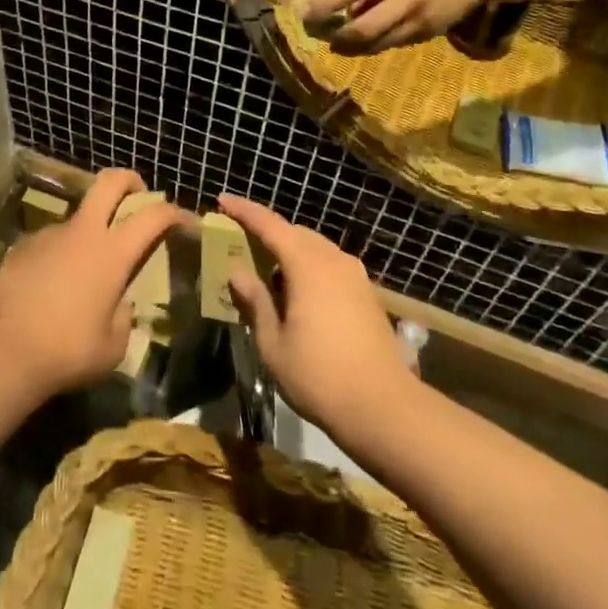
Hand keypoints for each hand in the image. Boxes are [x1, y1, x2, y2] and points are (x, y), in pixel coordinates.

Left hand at [0, 170, 186, 394]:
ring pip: (77, 217)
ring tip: (85, 269)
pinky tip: (52, 286)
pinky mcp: (21, 248)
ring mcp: (48, 236)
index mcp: (112, 253)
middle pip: (109, 182)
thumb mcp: (113, 346)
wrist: (2, 351)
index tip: (187, 222)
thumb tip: (119, 304)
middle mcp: (82, 233)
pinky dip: (60, 254)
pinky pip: (50, 242)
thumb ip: (123, 317)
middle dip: (129, 180)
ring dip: (89, 230)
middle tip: (137, 194)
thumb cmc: (67, 351)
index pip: (153, 215)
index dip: (175, 213)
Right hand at [217, 194, 415, 436]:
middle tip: (242, 243)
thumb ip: (255, 301)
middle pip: (295, 233)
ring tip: (269, 276)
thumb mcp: (273, 343)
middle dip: (268, 233)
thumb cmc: (319, 376)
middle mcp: (334, 260)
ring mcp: (355, 276)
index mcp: (307, 266)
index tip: (223, 200)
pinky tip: (298, 295)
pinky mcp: (367, 294)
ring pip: (315, 248)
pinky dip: (309, 268)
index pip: (270, 226)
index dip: (245, 211)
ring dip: (290, 252)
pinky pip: (330, 265)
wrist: (384, 407)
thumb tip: (238, 272)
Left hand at [305, 0, 495, 52]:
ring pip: (379, 44)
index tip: (305, 12)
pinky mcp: (431, 34)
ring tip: (336, 44)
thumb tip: (345, 9)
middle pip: (364, 28)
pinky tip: (365, 42)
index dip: (325, 4)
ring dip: (354, 47)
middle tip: (320, 36)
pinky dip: (377, 44)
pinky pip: (396, 44)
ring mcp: (421, 20)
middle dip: (338, 37)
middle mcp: (408, 0)